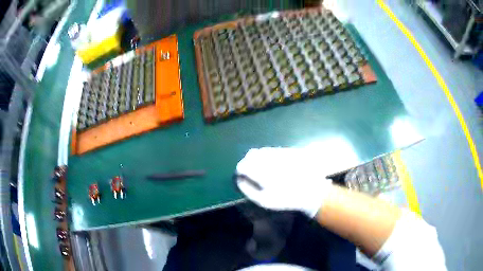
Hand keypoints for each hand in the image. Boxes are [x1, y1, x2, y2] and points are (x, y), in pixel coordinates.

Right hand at [236, 147, 332, 217]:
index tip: (241, 178)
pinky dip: (267, 156)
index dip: (239, 171)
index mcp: (262, 172)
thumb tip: (238, 179)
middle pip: (251, 154)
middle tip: (250, 173)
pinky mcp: (287, 151)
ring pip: (261, 151)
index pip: (242, 165)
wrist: (310, 192)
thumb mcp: (264, 201)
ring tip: (262, 170)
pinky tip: (273, 165)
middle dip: (247, 163)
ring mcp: (279, 153)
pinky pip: (272, 150)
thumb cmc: (286, 199)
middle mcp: (269, 159)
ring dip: (257, 158)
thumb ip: (248, 190)